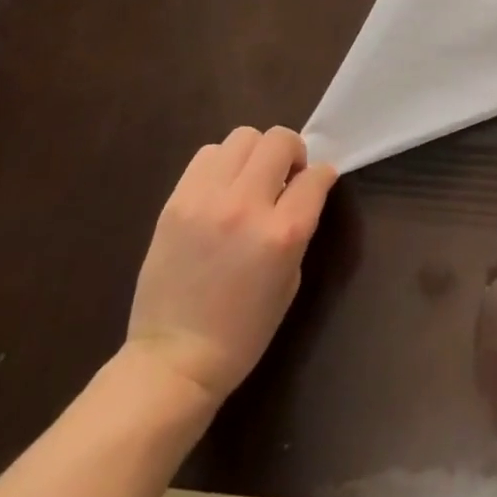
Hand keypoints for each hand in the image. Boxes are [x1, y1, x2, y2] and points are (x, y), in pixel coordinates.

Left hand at [127, 126, 336, 407]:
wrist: (174, 359)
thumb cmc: (243, 331)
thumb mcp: (290, 279)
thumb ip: (299, 227)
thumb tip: (301, 191)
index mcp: (283, 232)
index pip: (316, 175)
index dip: (322, 176)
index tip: (316, 185)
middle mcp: (247, 205)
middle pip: (279, 140)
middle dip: (292, 152)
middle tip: (284, 178)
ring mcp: (207, 199)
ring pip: (243, 136)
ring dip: (255, 154)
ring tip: (249, 181)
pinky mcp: (176, 201)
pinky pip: (206, 154)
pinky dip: (222, 163)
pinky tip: (221, 190)